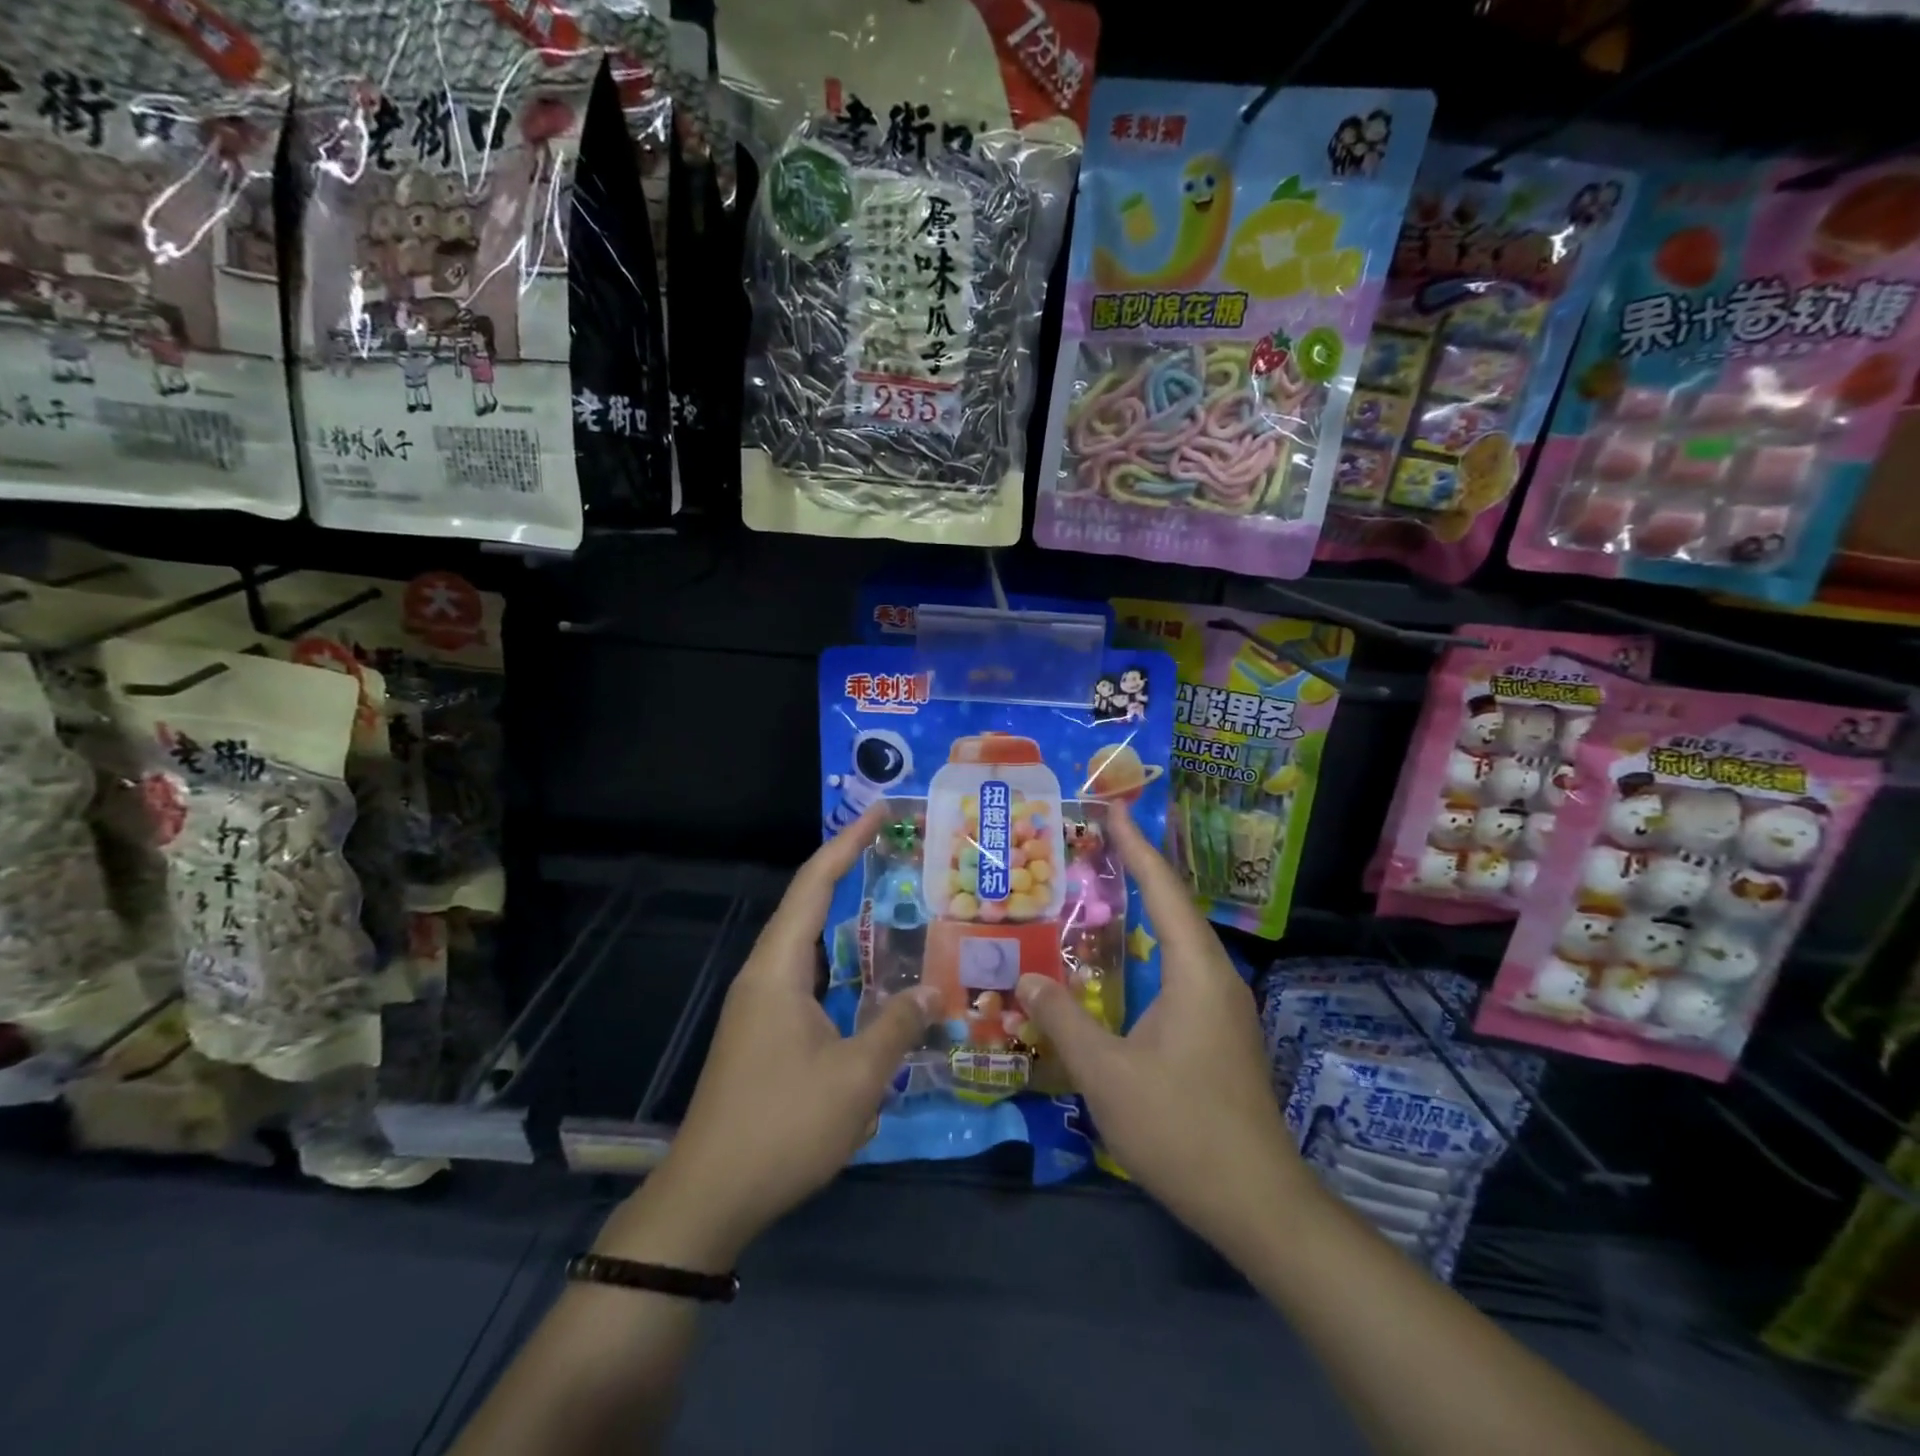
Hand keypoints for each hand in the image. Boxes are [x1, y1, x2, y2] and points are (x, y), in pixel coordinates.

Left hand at [604, 805, 938, 1270]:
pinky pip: (805, 979)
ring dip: (842, 920)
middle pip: (806, 906)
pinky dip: (838, 964)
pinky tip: (866, 982)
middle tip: (894, 853)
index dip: (847, 843)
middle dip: (847, 872)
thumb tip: (932, 992)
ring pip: (806, 945)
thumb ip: (897, 1026)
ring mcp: (758, 1007)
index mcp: (778, 970)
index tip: (879, 813)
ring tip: (888, 906)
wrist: (710, 1197)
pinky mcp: (761, 1034)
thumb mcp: (856, 1077)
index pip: (814, 886)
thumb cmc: (783, 1126)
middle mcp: (764, 976)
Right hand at [1018, 802, 1303, 1264]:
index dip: (1136, 847)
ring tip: (1107, 887)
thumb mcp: (1107, 1074)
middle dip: (1140, 869)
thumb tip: (1025, 979)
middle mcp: (1217, 976)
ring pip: (1182, 939)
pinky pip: (1183, 968)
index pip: (1163, 891)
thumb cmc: (1181, 1128)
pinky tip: (1128, 960)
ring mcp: (1224, 1006)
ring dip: (1147, 908)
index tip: (1112, 809)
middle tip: (1098, 841)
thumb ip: (1063, 1020)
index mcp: (1196, 971)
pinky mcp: (1222, 1032)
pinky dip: (1152, 945)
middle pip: (1176, 906)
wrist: (1257, 1203)